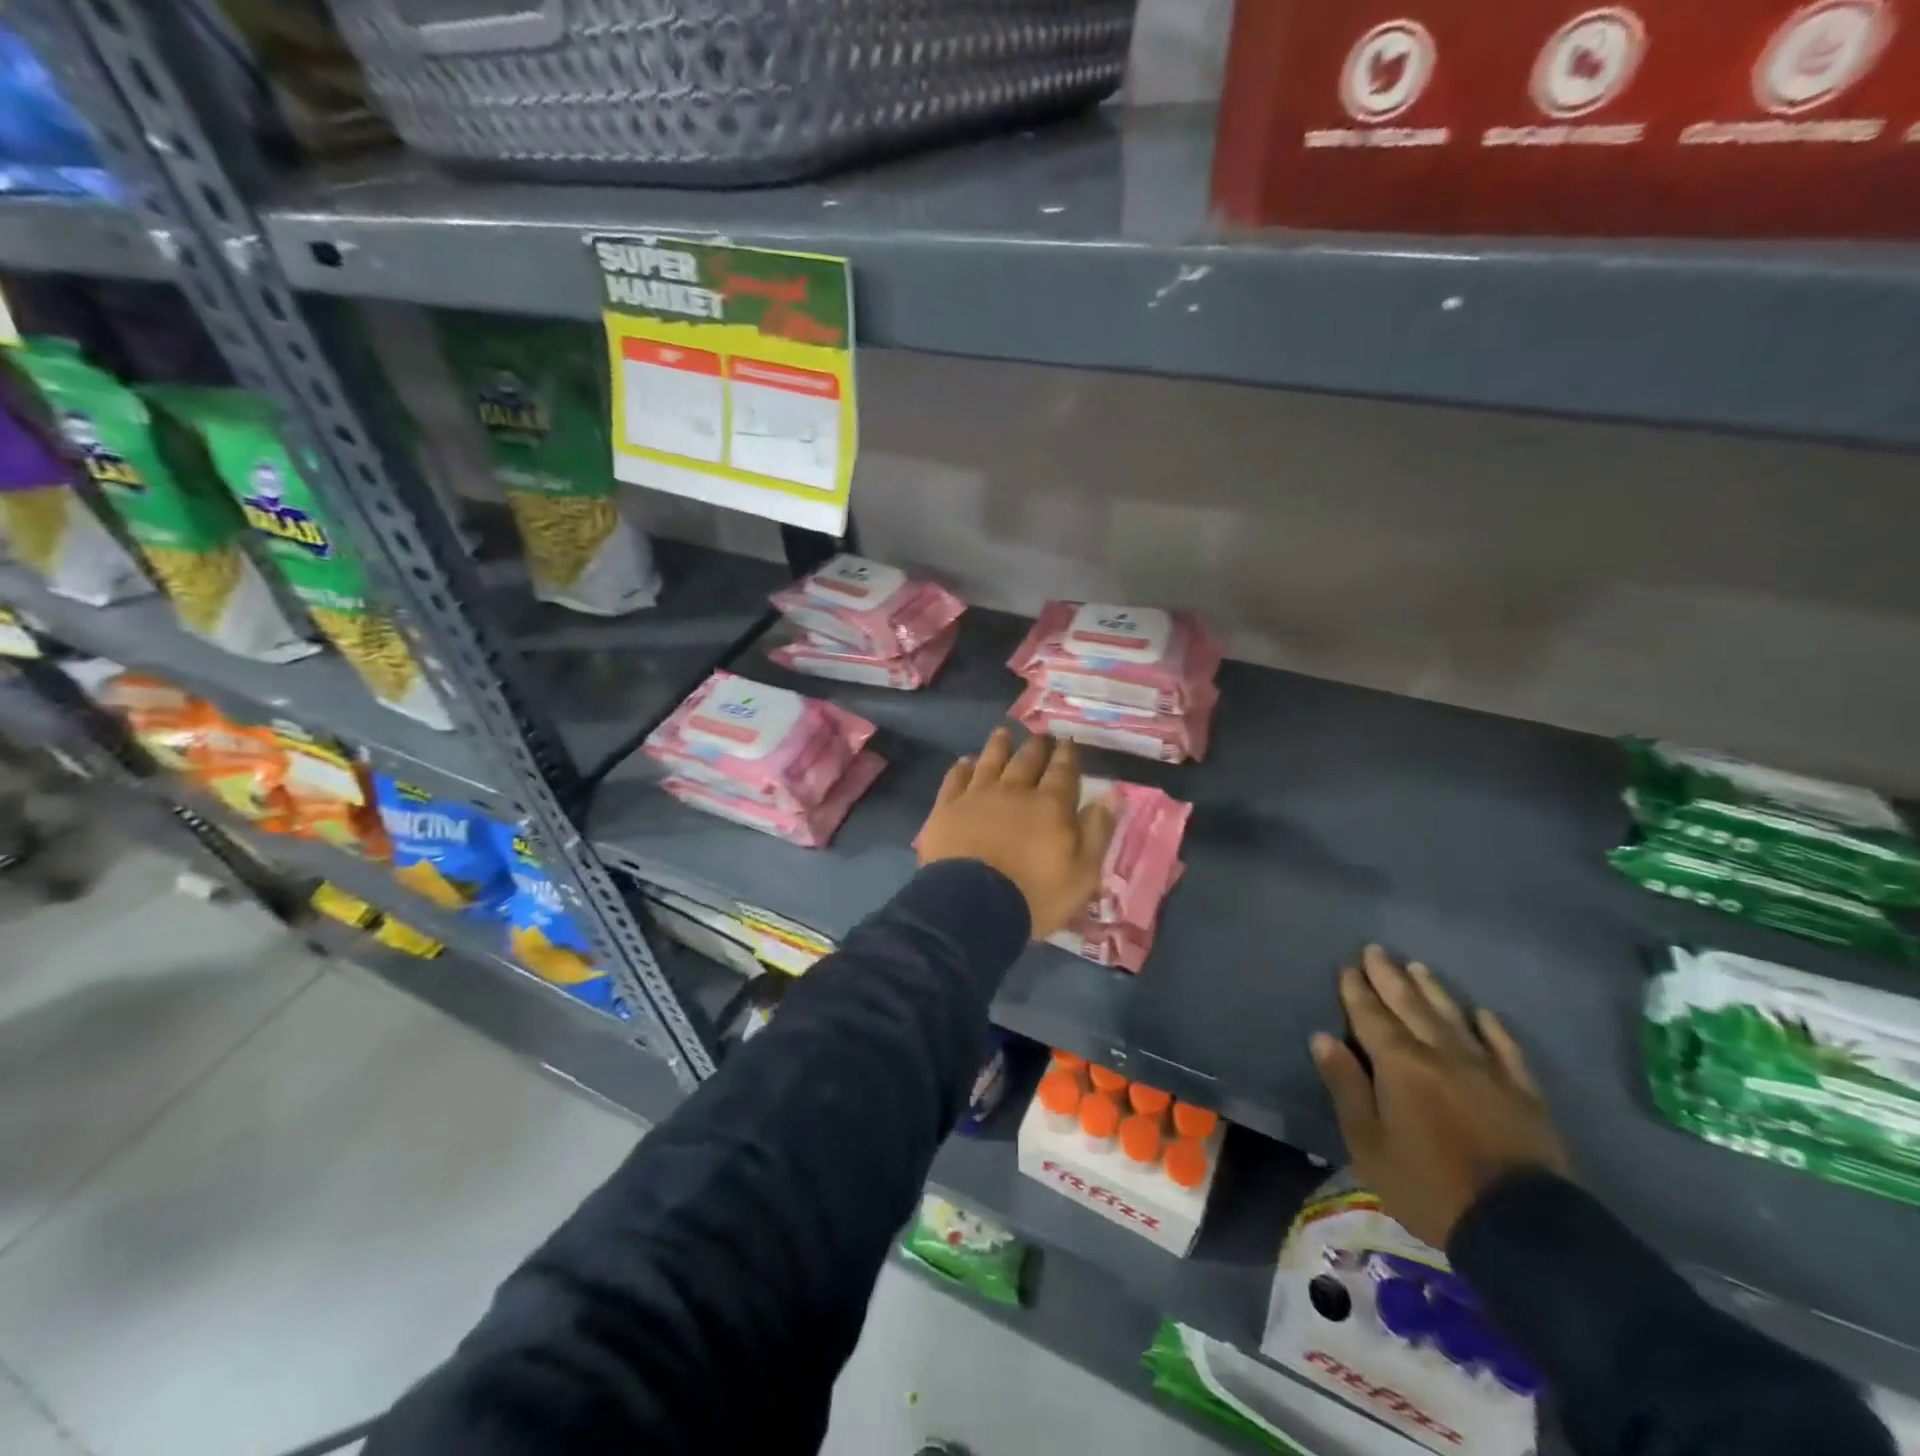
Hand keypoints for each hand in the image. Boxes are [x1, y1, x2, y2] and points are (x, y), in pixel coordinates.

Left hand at [917, 729, 1115, 940]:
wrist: (972, 906)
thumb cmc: (1035, 895)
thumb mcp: (1082, 872)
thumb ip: (1097, 829)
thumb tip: (1113, 792)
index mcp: (1050, 805)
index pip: (1062, 772)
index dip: (1067, 755)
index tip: (1067, 741)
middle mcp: (1014, 791)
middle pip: (1026, 761)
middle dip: (1036, 747)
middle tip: (1040, 734)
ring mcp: (977, 797)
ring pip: (990, 762)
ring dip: (998, 746)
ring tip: (1003, 733)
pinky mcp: (946, 809)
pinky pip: (955, 780)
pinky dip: (962, 768)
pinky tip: (965, 762)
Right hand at [1311, 945, 1571, 1249]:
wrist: (1524, 1229)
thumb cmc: (1430, 1187)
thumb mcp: (1369, 1145)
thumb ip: (1346, 1087)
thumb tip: (1322, 1037)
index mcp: (1400, 1065)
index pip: (1370, 1017)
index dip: (1356, 991)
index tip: (1346, 967)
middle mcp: (1441, 1054)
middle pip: (1410, 1006)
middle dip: (1389, 977)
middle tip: (1376, 950)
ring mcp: (1486, 1070)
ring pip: (1453, 1018)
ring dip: (1433, 990)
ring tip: (1418, 967)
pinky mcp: (1523, 1093)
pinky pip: (1506, 1049)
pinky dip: (1493, 1028)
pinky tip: (1483, 1014)